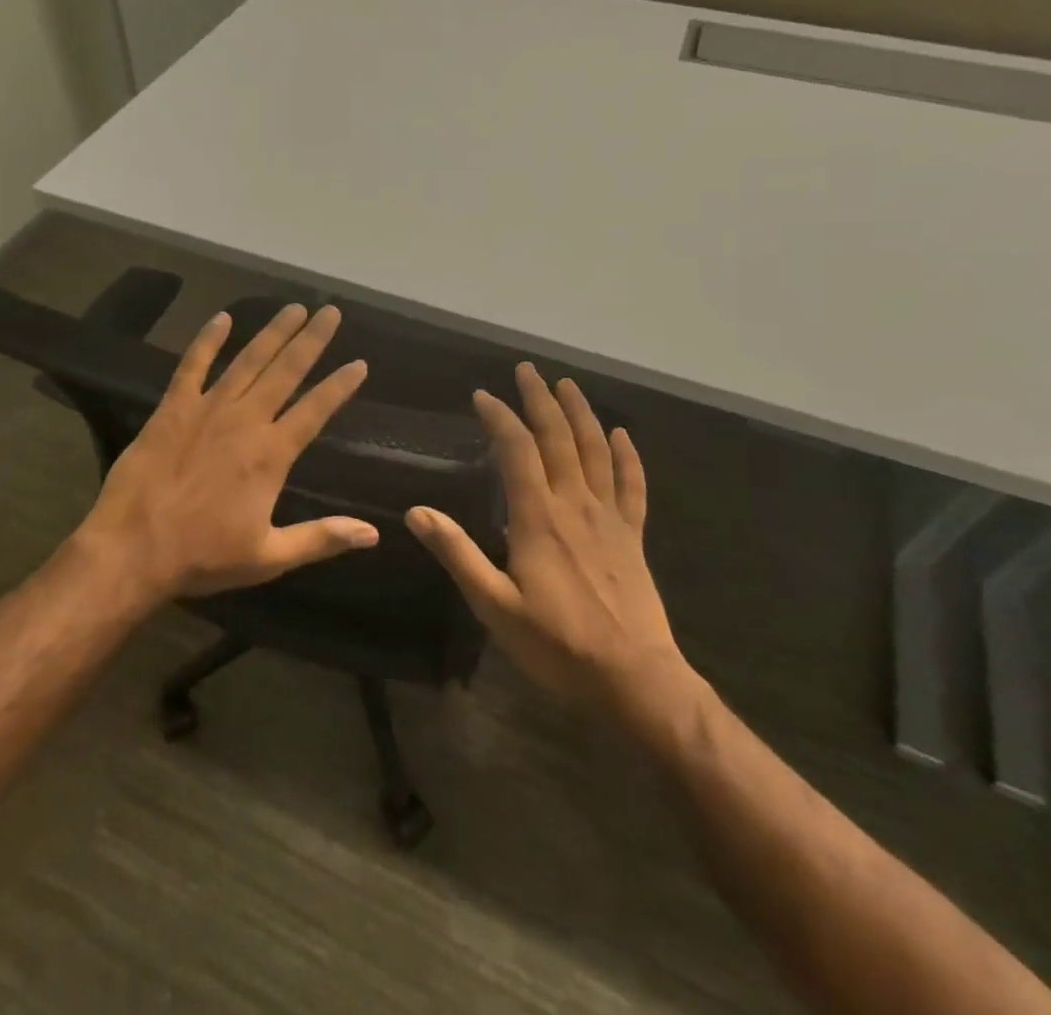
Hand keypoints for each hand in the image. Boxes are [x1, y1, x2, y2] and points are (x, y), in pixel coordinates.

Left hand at [79, 302, 379, 602]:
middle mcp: (245, 420)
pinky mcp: (173, 408)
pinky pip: (192, 365)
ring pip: (247, 361)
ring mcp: (207, 409)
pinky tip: (222, 318)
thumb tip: (373, 534)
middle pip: (286, 371)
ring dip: (272, 332)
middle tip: (331, 312)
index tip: (359, 363)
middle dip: (311, 340)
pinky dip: (207, 340)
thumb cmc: (203, 556)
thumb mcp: (268, 557)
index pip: (315, 410)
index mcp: (271, 454)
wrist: (133, 549)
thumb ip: (322, 538)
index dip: (340, 385)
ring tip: (293, 308)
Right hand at [407, 364, 691, 720]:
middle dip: (541, 400)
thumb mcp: (494, 606)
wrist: (634, 680)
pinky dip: (628, 456)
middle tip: (527, 370)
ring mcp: (609, 518)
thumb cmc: (557, 645)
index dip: (499, 416)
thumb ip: (457, 554)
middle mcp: (575, 505)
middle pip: (558, 438)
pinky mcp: (632, 536)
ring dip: (581, 414)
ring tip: (568, 384)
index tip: (482, 395)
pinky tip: (621, 434)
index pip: (517, 449)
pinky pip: (632, 486)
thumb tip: (416, 512)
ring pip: (596, 452)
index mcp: (538, 517)